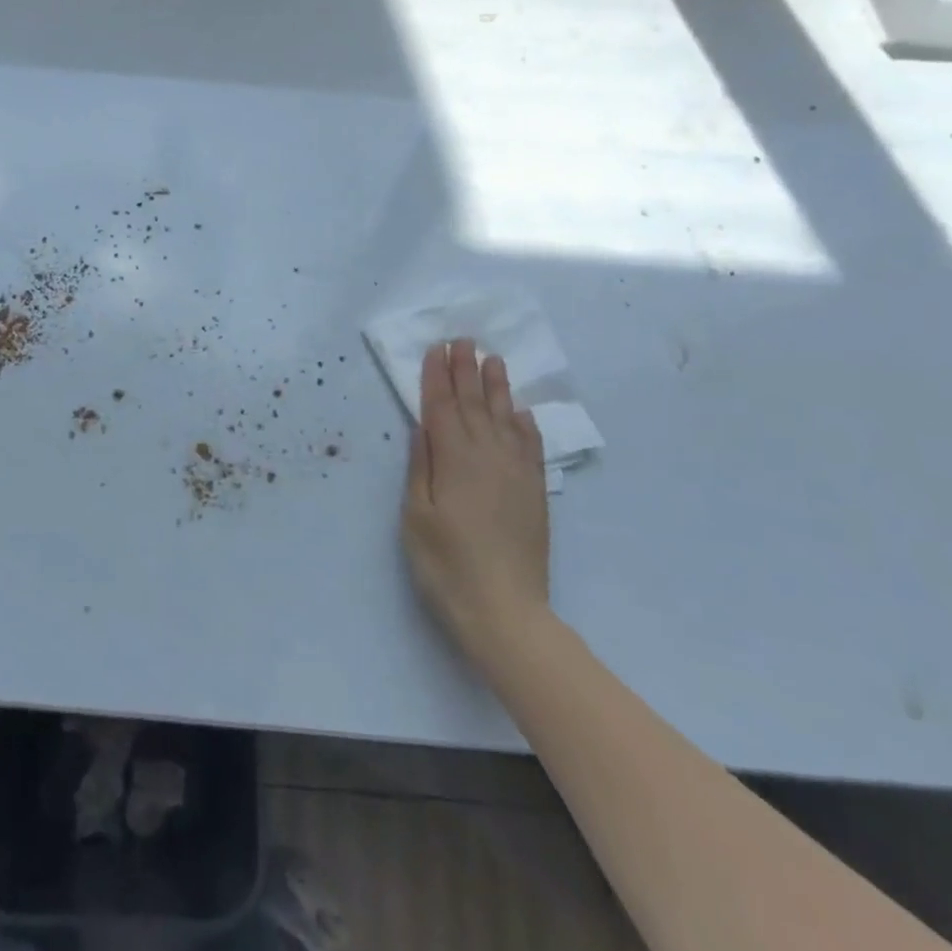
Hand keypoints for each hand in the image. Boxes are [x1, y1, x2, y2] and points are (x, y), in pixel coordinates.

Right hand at [401, 339, 551, 679]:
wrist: (505, 610)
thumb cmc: (446, 564)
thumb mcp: (417, 515)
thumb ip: (421, 466)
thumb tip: (423, 425)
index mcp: (453, 460)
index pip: (441, 407)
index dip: (437, 376)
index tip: (436, 348)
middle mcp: (487, 456)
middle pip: (473, 404)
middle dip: (466, 370)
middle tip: (464, 340)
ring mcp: (515, 473)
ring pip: (504, 417)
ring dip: (496, 387)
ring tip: (493, 359)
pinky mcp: (534, 491)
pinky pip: (530, 446)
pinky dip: (525, 423)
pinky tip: (521, 410)